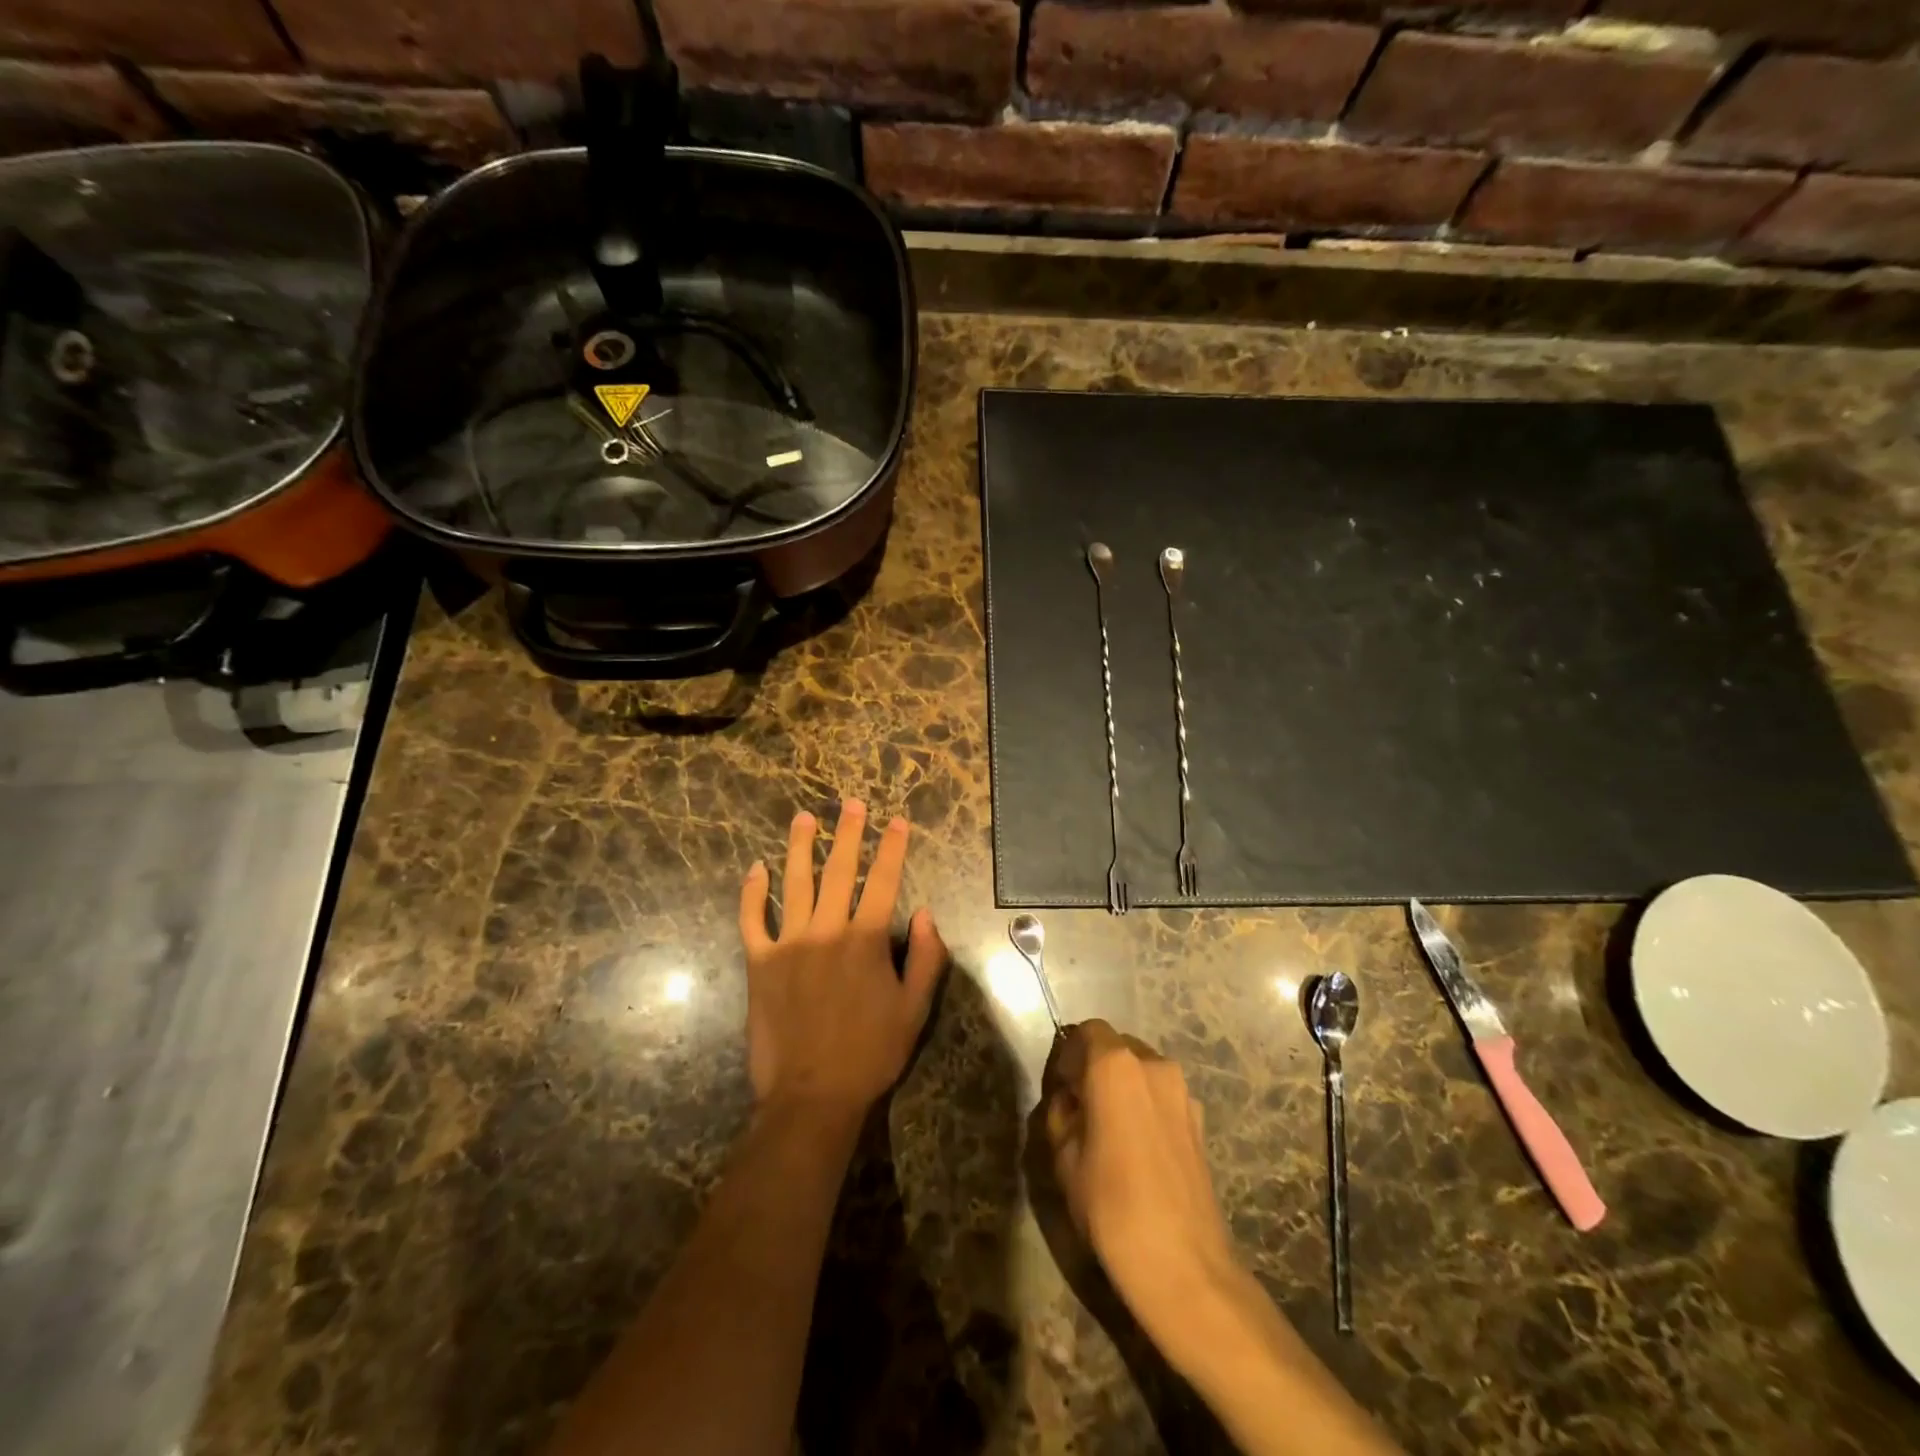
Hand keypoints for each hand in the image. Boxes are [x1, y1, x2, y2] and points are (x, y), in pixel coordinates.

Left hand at [738, 799, 945, 1120]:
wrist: (812, 1095)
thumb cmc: (871, 1052)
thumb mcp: (915, 1009)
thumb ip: (926, 957)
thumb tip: (926, 914)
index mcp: (866, 939)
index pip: (883, 881)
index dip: (892, 848)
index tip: (896, 821)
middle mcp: (827, 930)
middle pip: (839, 871)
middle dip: (848, 833)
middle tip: (850, 804)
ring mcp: (789, 943)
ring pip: (795, 883)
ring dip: (801, 847)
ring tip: (804, 818)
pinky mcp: (759, 962)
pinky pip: (753, 919)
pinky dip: (753, 893)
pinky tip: (757, 869)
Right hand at [1044, 1020, 1245, 1367]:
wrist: (1184, 1266)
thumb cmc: (1112, 1206)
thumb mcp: (1064, 1158)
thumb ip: (1061, 1114)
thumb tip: (1070, 1100)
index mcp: (1115, 1065)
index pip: (1087, 1030)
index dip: (1069, 1053)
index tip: (1060, 1087)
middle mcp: (1153, 1065)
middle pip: (1117, 1046)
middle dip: (1096, 1067)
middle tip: (1081, 1107)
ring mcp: (1183, 1091)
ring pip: (1142, 1070)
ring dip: (1123, 1086)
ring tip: (1110, 1131)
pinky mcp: (1200, 1119)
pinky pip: (1162, 1095)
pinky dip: (1145, 1105)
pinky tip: (1138, 1149)